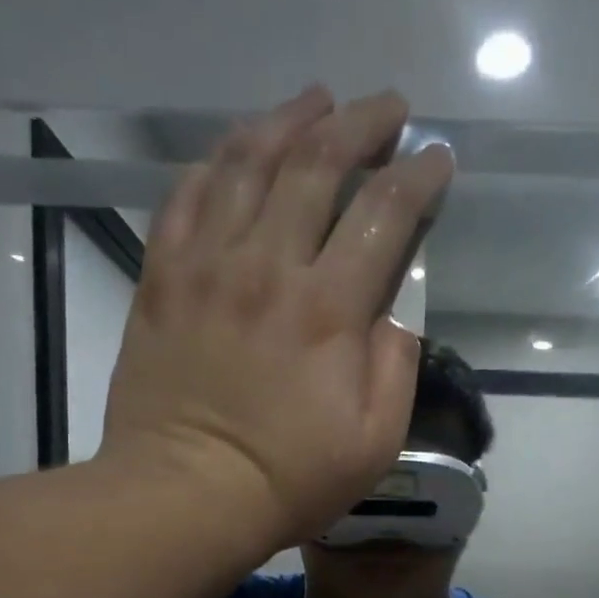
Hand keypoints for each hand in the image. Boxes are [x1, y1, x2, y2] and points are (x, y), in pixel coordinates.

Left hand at [100, 87, 454, 547]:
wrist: (185, 496)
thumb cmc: (288, 480)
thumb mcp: (374, 442)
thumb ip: (395, 367)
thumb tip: (396, 310)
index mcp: (328, 310)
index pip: (383, 212)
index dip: (417, 175)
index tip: (436, 158)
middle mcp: (267, 268)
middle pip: (316, 164)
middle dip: (360, 123)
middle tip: (385, 108)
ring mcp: (206, 267)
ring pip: (246, 163)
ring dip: (287, 120)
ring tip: (315, 101)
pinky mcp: (162, 280)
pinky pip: (185, 197)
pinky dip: (215, 163)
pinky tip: (234, 151)